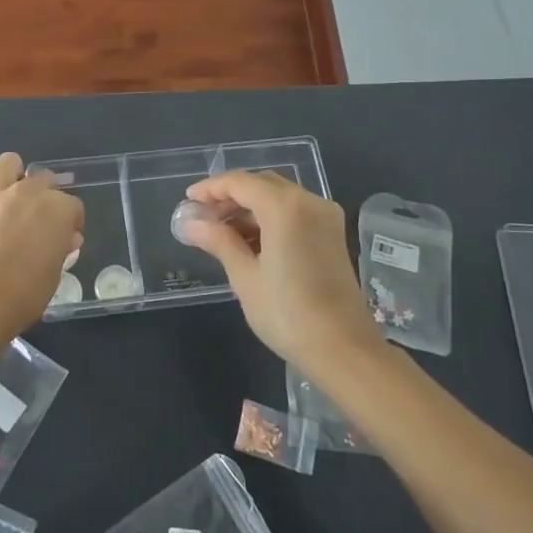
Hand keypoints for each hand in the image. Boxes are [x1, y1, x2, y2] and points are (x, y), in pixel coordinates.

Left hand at [0, 152, 83, 334]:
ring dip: (13, 175)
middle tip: (36, 218)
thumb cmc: (25, 295)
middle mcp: (28, 191)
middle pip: (44, 178)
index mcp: (57, 209)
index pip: (73, 205)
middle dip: (45, 195)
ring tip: (9, 195)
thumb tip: (66, 238)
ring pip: (8, 161)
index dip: (70, 221)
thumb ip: (62, 248)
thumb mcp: (55, 273)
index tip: (65, 237)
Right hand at [181, 170, 383, 373]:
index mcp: (285, 207)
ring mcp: (325, 217)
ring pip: (279, 197)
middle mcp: (308, 201)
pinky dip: (270, 218)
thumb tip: (191, 224)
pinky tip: (250, 241)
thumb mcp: (245, 278)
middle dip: (230, 197)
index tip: (188, 201)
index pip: (240, 183)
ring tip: (221, 232)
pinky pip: (295, 212)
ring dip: (249, 208)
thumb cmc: (287, 313)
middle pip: (262, 185)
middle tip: (203, 217)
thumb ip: (219, 242)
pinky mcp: (332, 234)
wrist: (344, 350)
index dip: (211, 188)